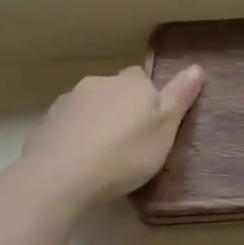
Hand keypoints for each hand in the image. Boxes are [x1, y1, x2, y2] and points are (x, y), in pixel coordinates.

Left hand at [24, 64, 204, 206]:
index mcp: (132, 83)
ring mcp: (69, 101)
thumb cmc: (125, 153)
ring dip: (97, 121)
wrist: (60, 176)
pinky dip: (75, 136)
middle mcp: (99, 83)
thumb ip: (180, 97)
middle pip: (115, 91)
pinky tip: (79, 161)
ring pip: (90, 106)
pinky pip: (69, 125)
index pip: (143, 79)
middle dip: (121, 108)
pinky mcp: (46, 123)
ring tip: (103, 154)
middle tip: (130, 142)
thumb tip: (197, 67)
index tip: (151, 124)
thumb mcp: (165, 128)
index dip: (149, 99)